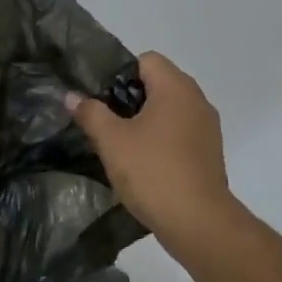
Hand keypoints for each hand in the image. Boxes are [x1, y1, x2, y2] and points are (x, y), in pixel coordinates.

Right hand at [67, 52, 240, 254]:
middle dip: (129, 98)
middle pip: (158, 84)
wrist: (198, 222)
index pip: (146, 60)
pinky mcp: (210, 153)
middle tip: (105, 121)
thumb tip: (71, 95)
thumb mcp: (111, 140)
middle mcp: (197, 100)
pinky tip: (143, 163)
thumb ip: (90, 112)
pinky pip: (180, 132)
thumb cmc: (152, 171)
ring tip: (121, 144)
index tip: (101, 98)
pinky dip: (162, 139)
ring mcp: (207, 128)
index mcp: (176, 88)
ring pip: (169, 110)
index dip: (119, 73)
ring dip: (146, 121)